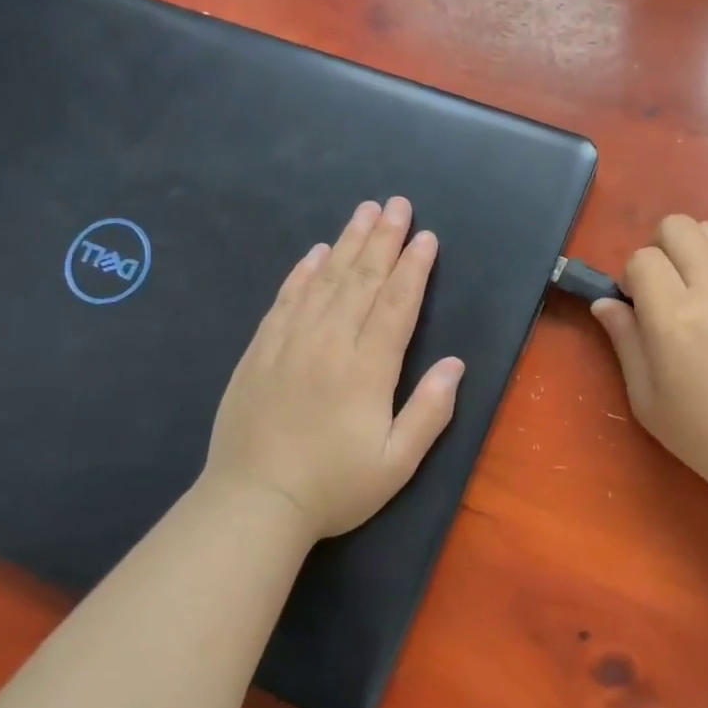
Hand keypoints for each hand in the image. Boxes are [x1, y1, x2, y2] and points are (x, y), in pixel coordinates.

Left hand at [202, 197, 464, 542]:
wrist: (253, 503)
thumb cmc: (333, 488)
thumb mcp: (396, 464)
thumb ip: (429, 411)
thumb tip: (455, 364)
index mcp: (367, 370)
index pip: (397, 304)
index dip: (414, 268)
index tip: (426, 237)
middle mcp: (329, 344)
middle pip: (362, 280)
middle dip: (383, 239)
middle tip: (397, 204)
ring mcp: (290, 343)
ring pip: (325, 281)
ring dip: (347, 243)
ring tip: (364, 211)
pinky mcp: (260, 351)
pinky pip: (285, 300)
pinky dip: (302, 273)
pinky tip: (315, 254)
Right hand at [592, 215, 707, 508]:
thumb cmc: (701, 432)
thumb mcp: (645, 397)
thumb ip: (624, 339)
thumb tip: (604, 302)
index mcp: (674, 318)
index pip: (642, 259)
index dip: (630, 277)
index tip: (636, 308)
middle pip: (677, 226)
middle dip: (658, 249)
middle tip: (660, 290)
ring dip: (691, 248)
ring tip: (690, 287)